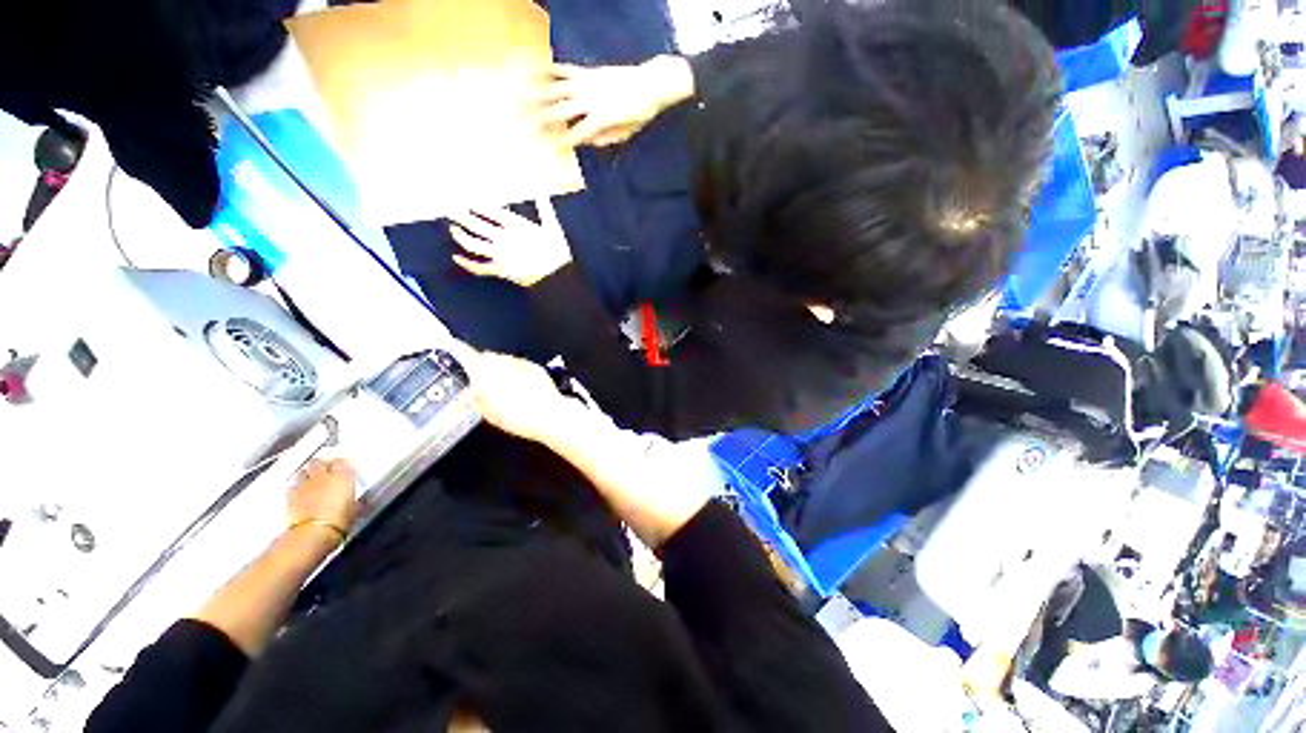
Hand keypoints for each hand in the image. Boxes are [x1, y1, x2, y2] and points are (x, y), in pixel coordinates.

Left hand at [288, 459, 359, 540]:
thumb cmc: (340, 520)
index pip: (341, 461)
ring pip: (303, 471)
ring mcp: (304, 485)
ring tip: (311, 480)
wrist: (313, 532)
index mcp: (342, 476)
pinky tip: (300, 492)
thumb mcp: (355, 508)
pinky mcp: (290, 496)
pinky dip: (297, 487)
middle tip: (325, 470)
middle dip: (321, 464)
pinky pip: (293, 485)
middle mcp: (323, 476)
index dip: (341, 464)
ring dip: (307, 474)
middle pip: (318, 462)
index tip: (344, 468)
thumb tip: (357, 501)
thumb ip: (354, 499)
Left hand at [449, 197, 570, 287]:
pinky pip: (479, 267)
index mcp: (515, 225)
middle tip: (448, 209)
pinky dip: (466, 263)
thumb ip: (544, 208)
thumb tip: (542, 190)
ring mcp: (500, 255)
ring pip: (473, 244)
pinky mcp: (501, 270)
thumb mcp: (553, 227)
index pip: (489, 210)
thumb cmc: (557, 252)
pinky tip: (456, 258)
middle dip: (460, 216)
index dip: (475, 204)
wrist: (558, 276)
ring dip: (460, 236)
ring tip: (453, 229)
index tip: (466, 200)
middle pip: (475, 224)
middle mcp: (504, 238)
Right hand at [461, 349, 576, 443]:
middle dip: (485, 366)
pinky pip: (520, 364)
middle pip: (488, 357)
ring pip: (505, 360)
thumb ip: (478, 397)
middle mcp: (502, 363)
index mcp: (485, 373)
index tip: (458, 353)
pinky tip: (521, 385)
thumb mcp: (489, 413)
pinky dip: (518, 371)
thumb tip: (474, 391)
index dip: (462, 354)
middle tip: (486, 381)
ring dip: (502, 368)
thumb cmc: (518, 417)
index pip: (467, 354)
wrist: (548, 414)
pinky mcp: (534, 366)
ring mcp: (519, 363)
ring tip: (506, 386)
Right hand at [535, 56, 694, 148]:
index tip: (549, 149)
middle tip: (527, 128)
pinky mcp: (587, 72)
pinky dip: (548, 70)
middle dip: (543, 120)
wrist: (650, 84)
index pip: (577, 134)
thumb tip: (590, 141)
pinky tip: (534, 71)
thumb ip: (607, 138)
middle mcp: (591, 100)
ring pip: (557, 89)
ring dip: (538, 93)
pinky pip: (564, 70)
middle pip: (561, 111)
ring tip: (521, 97)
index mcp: (601, 119)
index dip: (563, 142)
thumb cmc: (640, 114)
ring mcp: (587, 83)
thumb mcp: (626, 133)